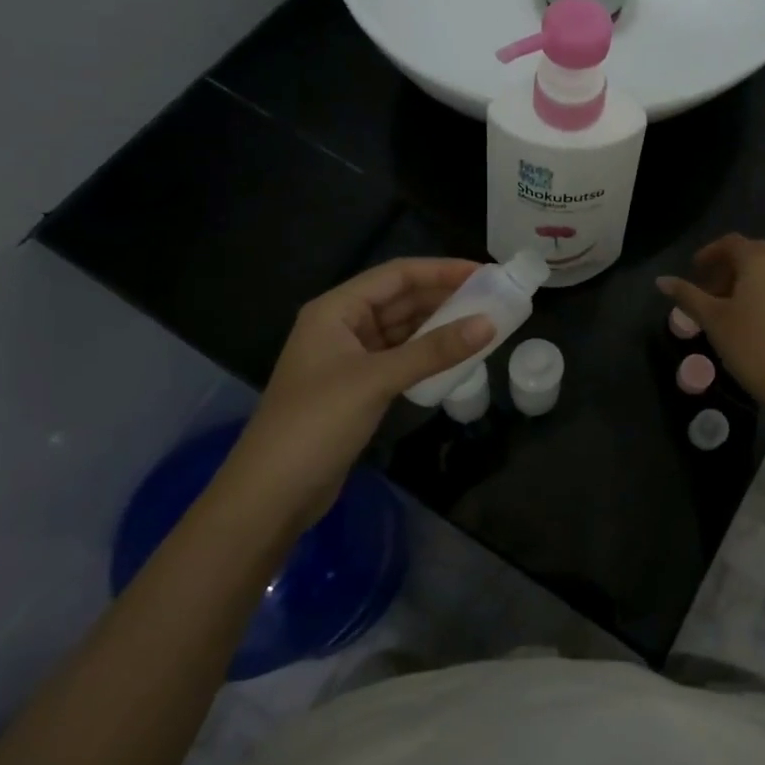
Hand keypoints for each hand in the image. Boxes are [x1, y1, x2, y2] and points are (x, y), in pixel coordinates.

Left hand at [225, 259, 493, 525]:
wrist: (271, 495)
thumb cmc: (317, 423)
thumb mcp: (377, 380)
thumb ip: (433, 350)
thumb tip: (489, 324)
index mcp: (336, 310)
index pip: (396, 275)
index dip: (441, 270)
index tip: (484, 273)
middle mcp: (341, 326)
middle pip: (399, 299)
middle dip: (443, 296)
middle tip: (492, 297)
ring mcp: (349, 358)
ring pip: (401, 330)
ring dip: (438, 326)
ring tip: (483, 322)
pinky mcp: (357, 387)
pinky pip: (399, 358)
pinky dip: (426, 354)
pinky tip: (455, 356)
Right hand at [657, 234, 764, 420]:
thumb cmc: (750, 344)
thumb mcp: (712, 319)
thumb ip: (687, 295)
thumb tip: (661, 280)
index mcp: (760, 260)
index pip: (731, 243)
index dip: (709, 253)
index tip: (694, 270)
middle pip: (751, 254)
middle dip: (727, 267)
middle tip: (709, 289)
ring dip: (745, 282)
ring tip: (726, 308)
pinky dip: (762, 295)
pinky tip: (751, 323)